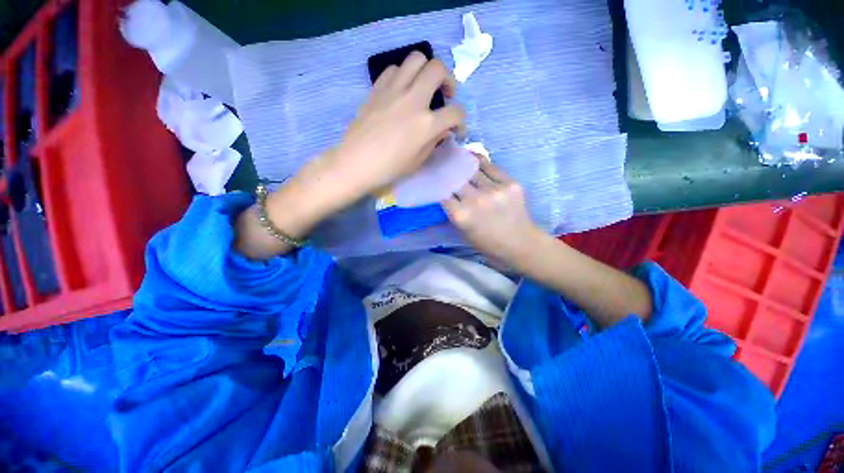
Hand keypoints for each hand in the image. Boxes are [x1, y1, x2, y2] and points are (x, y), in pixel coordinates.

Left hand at [322, 52, 466, 199]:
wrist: (356, 163)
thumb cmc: (389, 168)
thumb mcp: (418, 161)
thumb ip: (434, 141)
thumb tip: (442, 129)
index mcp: (426, 124)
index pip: (455, 113)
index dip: (461, 122)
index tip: (456, 129)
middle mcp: (413, 100)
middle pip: (438, 69)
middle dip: (449, 80)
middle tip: (445, 94)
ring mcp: (394, 91)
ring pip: (416, 58)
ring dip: (426, 70)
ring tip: (423, 86)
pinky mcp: (377, 89)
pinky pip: (394, 69)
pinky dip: (403, 75)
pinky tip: (402, 90)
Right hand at [443, 161, 543, 264]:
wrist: (520, 243)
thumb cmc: (488, 243)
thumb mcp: (463, 232)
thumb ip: (454, 212)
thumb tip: (447, 193)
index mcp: (461, 215)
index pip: (443, 193)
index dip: (439, 187)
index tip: (438, 183)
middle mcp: (475, 200)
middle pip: (456, 179)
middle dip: (450, 175)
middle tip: (445, 169)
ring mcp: (494, 190)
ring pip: (472, 169)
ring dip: (463, 166)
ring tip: (457, 158)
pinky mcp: (510, 183)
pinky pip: (490, 167)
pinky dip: (480, 162)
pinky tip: (473, 157)